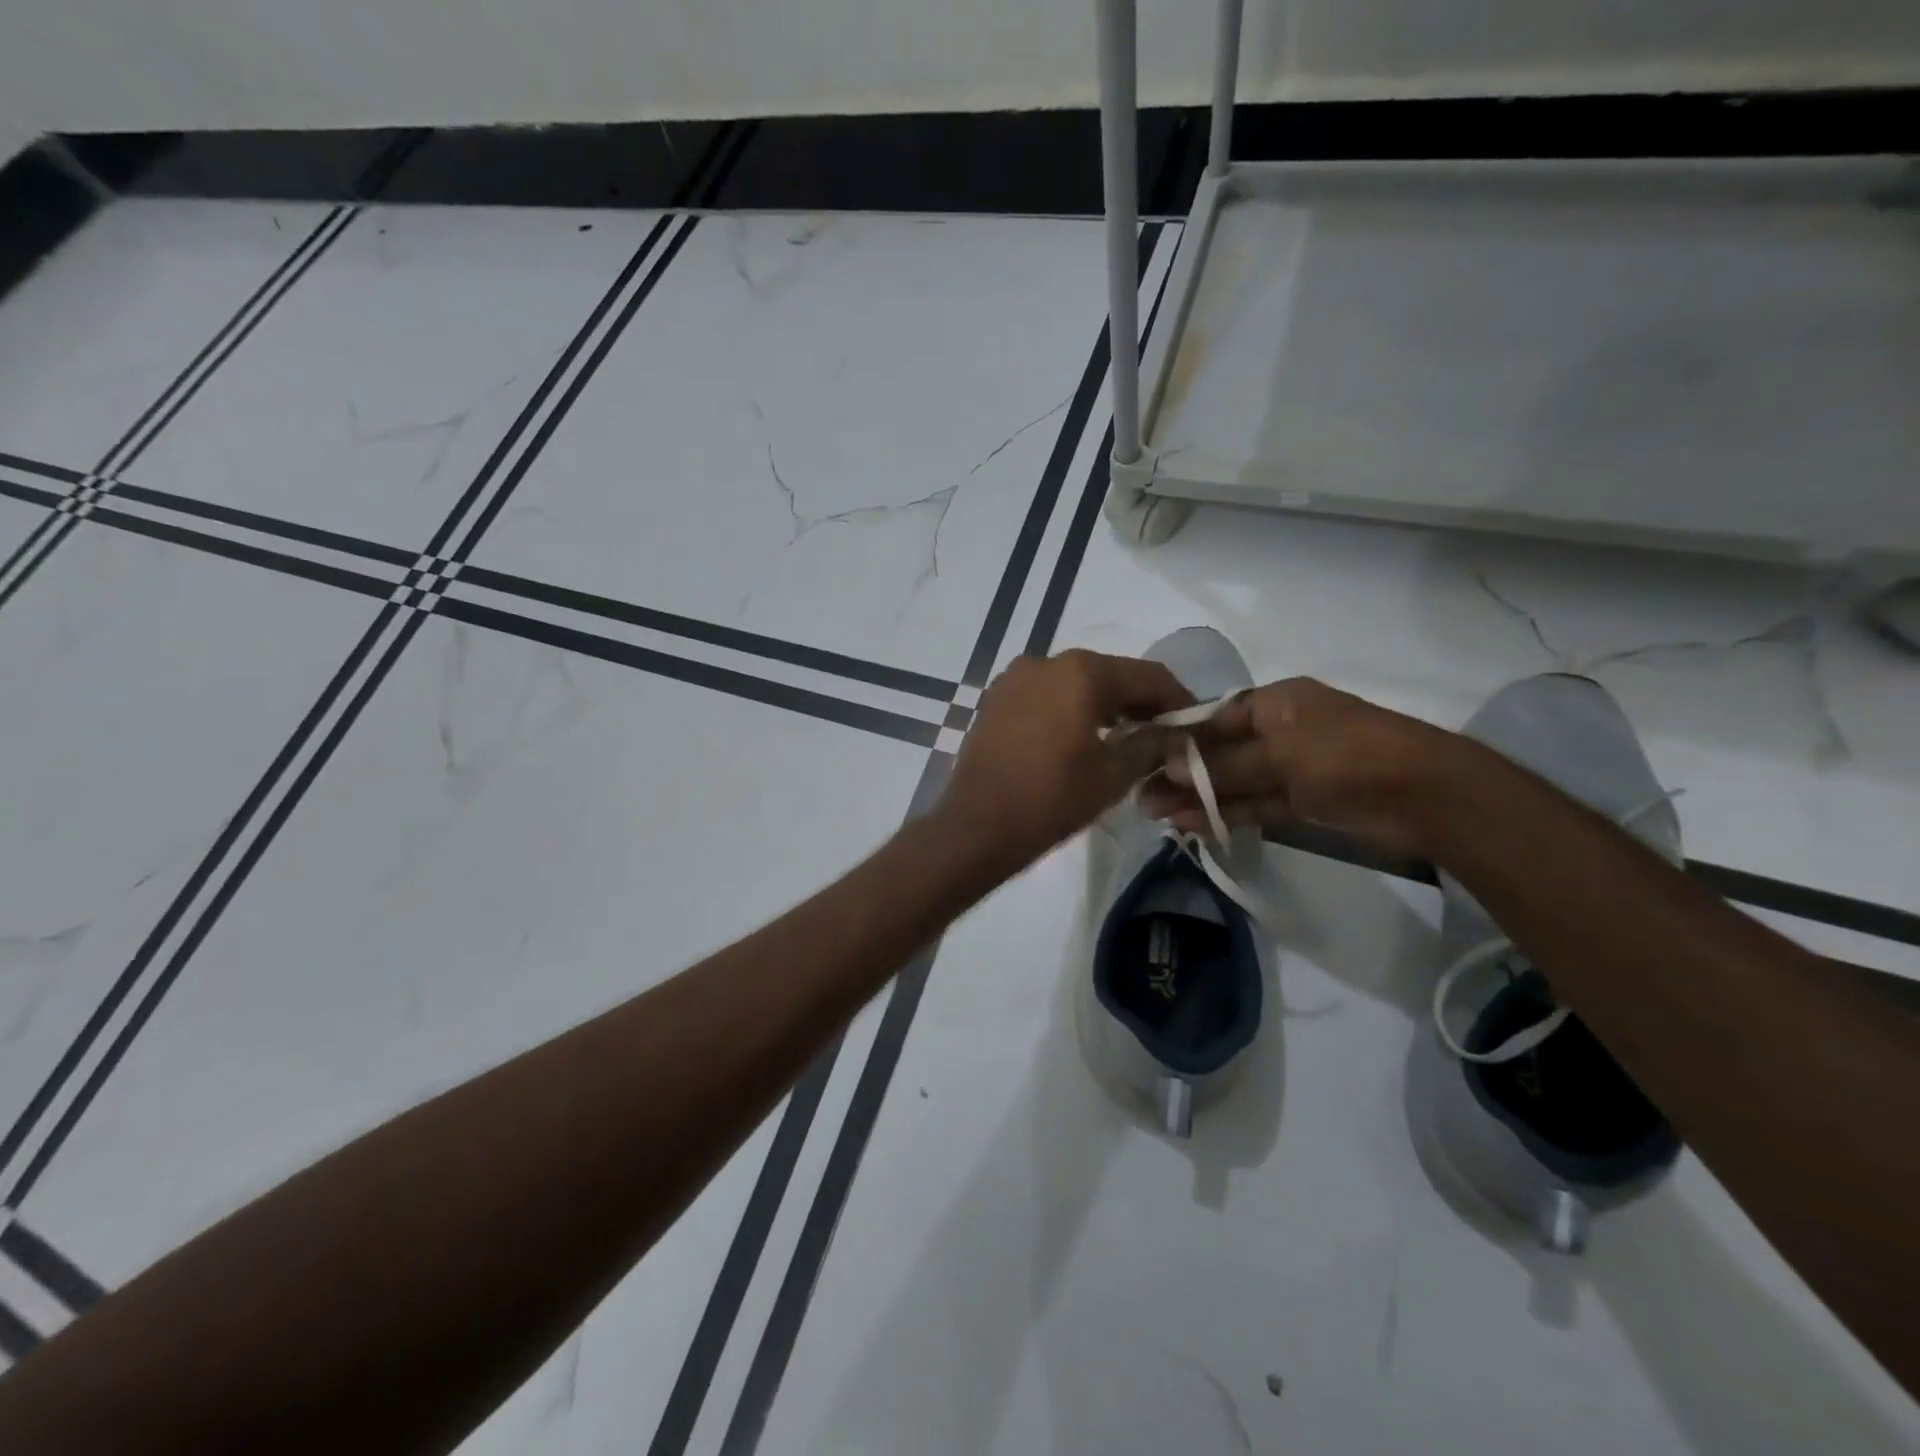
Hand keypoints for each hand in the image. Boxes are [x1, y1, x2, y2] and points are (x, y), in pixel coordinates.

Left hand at [939, 650, 1193, 871]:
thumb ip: (1151, 745)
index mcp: (1081, 672)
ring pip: (1075, 684)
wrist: (976, 827)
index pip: (1148, 676)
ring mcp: (1015, 678)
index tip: (1194, 725)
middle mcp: (1046, 661)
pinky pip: (1046, 695)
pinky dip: (1070, 710)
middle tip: (1162, 735)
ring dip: (1104, 706)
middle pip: (1110, 675)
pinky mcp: (996, 699)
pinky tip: (1081, 739)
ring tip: (1125, 740)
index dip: (1178, 699)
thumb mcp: (1113, 775)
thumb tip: (1173, 733)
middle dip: (1139, 703)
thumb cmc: (1051, 800)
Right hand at [1139, 677, 1457, 857]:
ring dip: (1197, 797)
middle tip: (1139, 795)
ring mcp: (1293, 769)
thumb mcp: (1279, 753)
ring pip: (1235, 782)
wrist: (1427, 796)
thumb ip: (1223, 765)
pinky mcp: (1304, 802)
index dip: (1178, 738)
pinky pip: (1255, 804)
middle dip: (1180, 773)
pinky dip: (1226, 813)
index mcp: (1277, 702)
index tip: (1140, 756)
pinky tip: (1190, 823)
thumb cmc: (1347, 754)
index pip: (1215, 718)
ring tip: (1154, 814)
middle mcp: (1281, 731)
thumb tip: (1165, 767)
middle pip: (1220, 752)